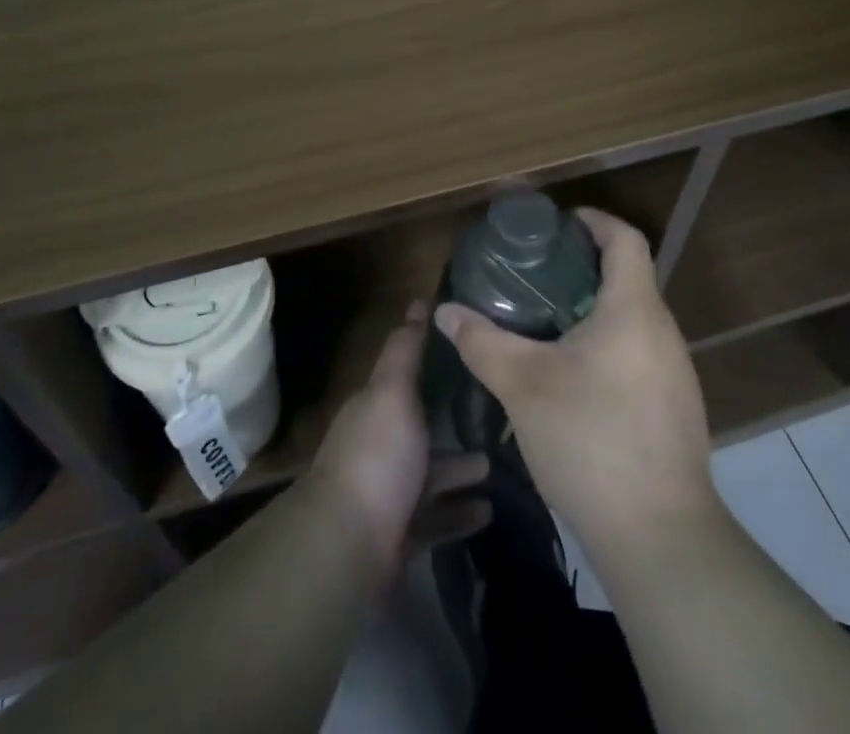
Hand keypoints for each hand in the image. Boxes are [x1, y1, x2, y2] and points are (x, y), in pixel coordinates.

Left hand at [306, 302, 489, 580]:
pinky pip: (437, 519)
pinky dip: (460, 513)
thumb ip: (405, 350)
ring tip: (501, 462)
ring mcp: (389, 493)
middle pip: (423, 426)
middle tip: (502, 413)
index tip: (475, 353)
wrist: (348, 547)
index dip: (437, 362)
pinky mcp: (401, 536)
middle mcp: (380, 446)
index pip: (408, 376)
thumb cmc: (376, 456)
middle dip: (456, 420)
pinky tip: (490, 510)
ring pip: (432, 474)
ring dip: (463, 468)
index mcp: (376, 407)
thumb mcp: (392, 390)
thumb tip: (418, 302)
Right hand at [433, 209, 718, 554]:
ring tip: (545, 322)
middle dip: (581, 267)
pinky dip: (606, 345)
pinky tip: (571, 376)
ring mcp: (675, 372)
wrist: (660, 538)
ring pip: (632, 318)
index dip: (593, 220)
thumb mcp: (523, 386)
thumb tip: (445, 312)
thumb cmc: (591, 441)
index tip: (556, 225)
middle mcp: (662, 331)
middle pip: (627, 276)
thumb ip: (482, 342)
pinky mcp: (675, 407)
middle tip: (534, 275)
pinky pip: (638, 353)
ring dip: (592, 309)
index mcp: (633, 310)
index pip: (624, 239)